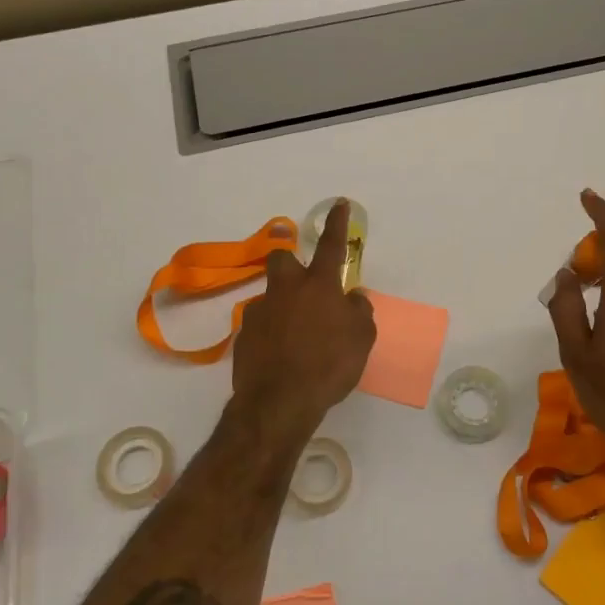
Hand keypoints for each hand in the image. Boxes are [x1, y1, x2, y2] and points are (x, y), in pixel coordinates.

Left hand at [230, 199, 376, 440]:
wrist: (279, 401)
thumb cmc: (329, 366)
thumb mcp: (361, 339)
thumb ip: (359, 312)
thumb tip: (353, 298)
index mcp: (319, 286)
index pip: (331, 245)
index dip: (337, 223)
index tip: (339, 203)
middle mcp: (287, 290)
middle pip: (282, 257)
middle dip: (290, 260)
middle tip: (303, 283)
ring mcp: (261, 310)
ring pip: (270, 294)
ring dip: (282, 304)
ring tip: (295, 333)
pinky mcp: (244, 334)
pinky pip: (260, 324)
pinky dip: (270, 332)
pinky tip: (279, 354)